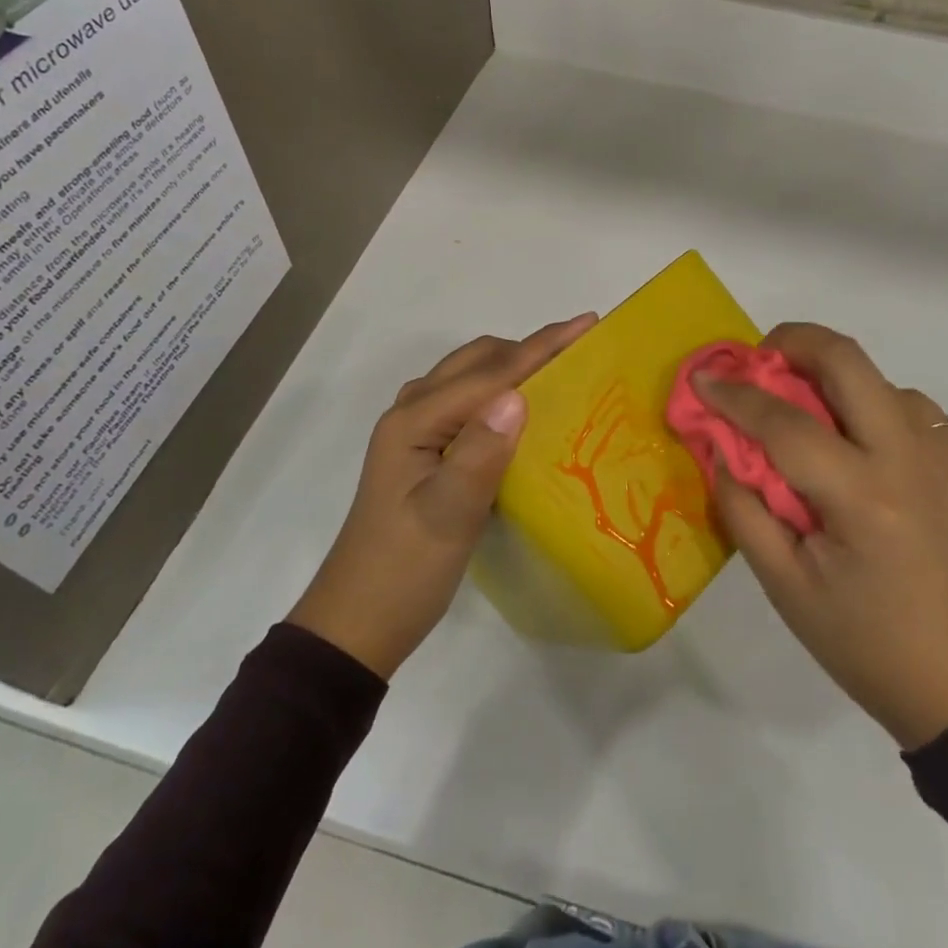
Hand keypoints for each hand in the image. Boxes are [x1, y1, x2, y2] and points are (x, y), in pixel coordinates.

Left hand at [290, 314, 596, 677]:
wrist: (358, 623)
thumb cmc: (404, 571)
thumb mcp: (447, 517)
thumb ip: (480, 454)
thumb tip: (519, 395)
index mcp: (414, 420)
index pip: (490, 372)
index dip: (542, 346)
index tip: (589, 324)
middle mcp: (412, 412)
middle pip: (478, 360)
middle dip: (530, 348)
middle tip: (582, 352)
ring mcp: (415, 430)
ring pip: (472, 376)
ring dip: (515, 366)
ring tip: (562, 372)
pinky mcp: (425, 450)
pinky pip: (469, 400)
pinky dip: (502, 391)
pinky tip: (526, 411)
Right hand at [697, 323, 947, 749]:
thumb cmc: (866, 643)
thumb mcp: (786, 588)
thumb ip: (744, 509)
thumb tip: (722, 447)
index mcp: (862, 497)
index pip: (785, 421)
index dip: (735, 395)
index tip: (704, 380)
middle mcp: (909, 456)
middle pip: (846, 359)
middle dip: (792, 342)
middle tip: (760, 362)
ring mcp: (943, 452)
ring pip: (877, 378)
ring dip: (832, 378)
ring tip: (806, 416)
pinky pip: (907, 406)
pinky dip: (869, 405)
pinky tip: (856, 447)